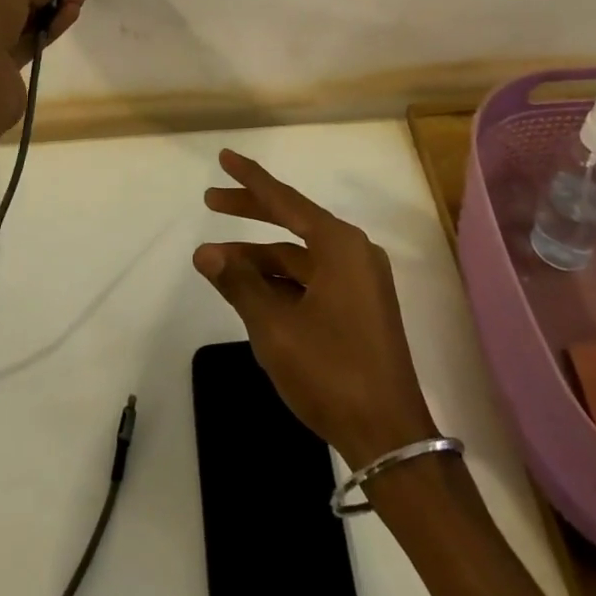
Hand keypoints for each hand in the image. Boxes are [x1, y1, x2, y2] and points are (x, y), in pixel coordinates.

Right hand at [194, 149, 437, 466]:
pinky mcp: (359, 307)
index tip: (224, 158)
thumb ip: (240, 284)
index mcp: (339, 245)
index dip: (251, 179)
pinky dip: (281, 281)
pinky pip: (312, 280)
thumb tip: (206, 252)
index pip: (285, 200)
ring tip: (218, 263)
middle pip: (293, 221)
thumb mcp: (275, 328)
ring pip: (300, 257)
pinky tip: (252, 292)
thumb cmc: (332, 372)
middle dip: (250, 212)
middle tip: (211, 202)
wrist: (389, 437)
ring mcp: (359, 280)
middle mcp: (353, 252)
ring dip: (261, 258)